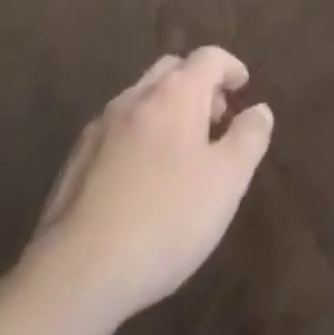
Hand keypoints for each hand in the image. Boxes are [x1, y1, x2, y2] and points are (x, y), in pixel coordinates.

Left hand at [29, 46, 273, 330]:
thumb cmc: (165, 220)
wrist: (75, 277)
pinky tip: (140, 179)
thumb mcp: (227, 182)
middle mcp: (136, 97)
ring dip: (165, 110)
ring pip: (141, 99)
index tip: (243, 87)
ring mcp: (100, 128)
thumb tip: (259, 110)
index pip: (209, 57)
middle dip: (196, 84)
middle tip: (213, 118)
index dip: (230, 67)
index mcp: (176, 93)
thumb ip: (249, 138)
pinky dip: (138, 137)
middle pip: (172, 70)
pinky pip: (116, 131)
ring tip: (179, 152)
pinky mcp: (74, 163)